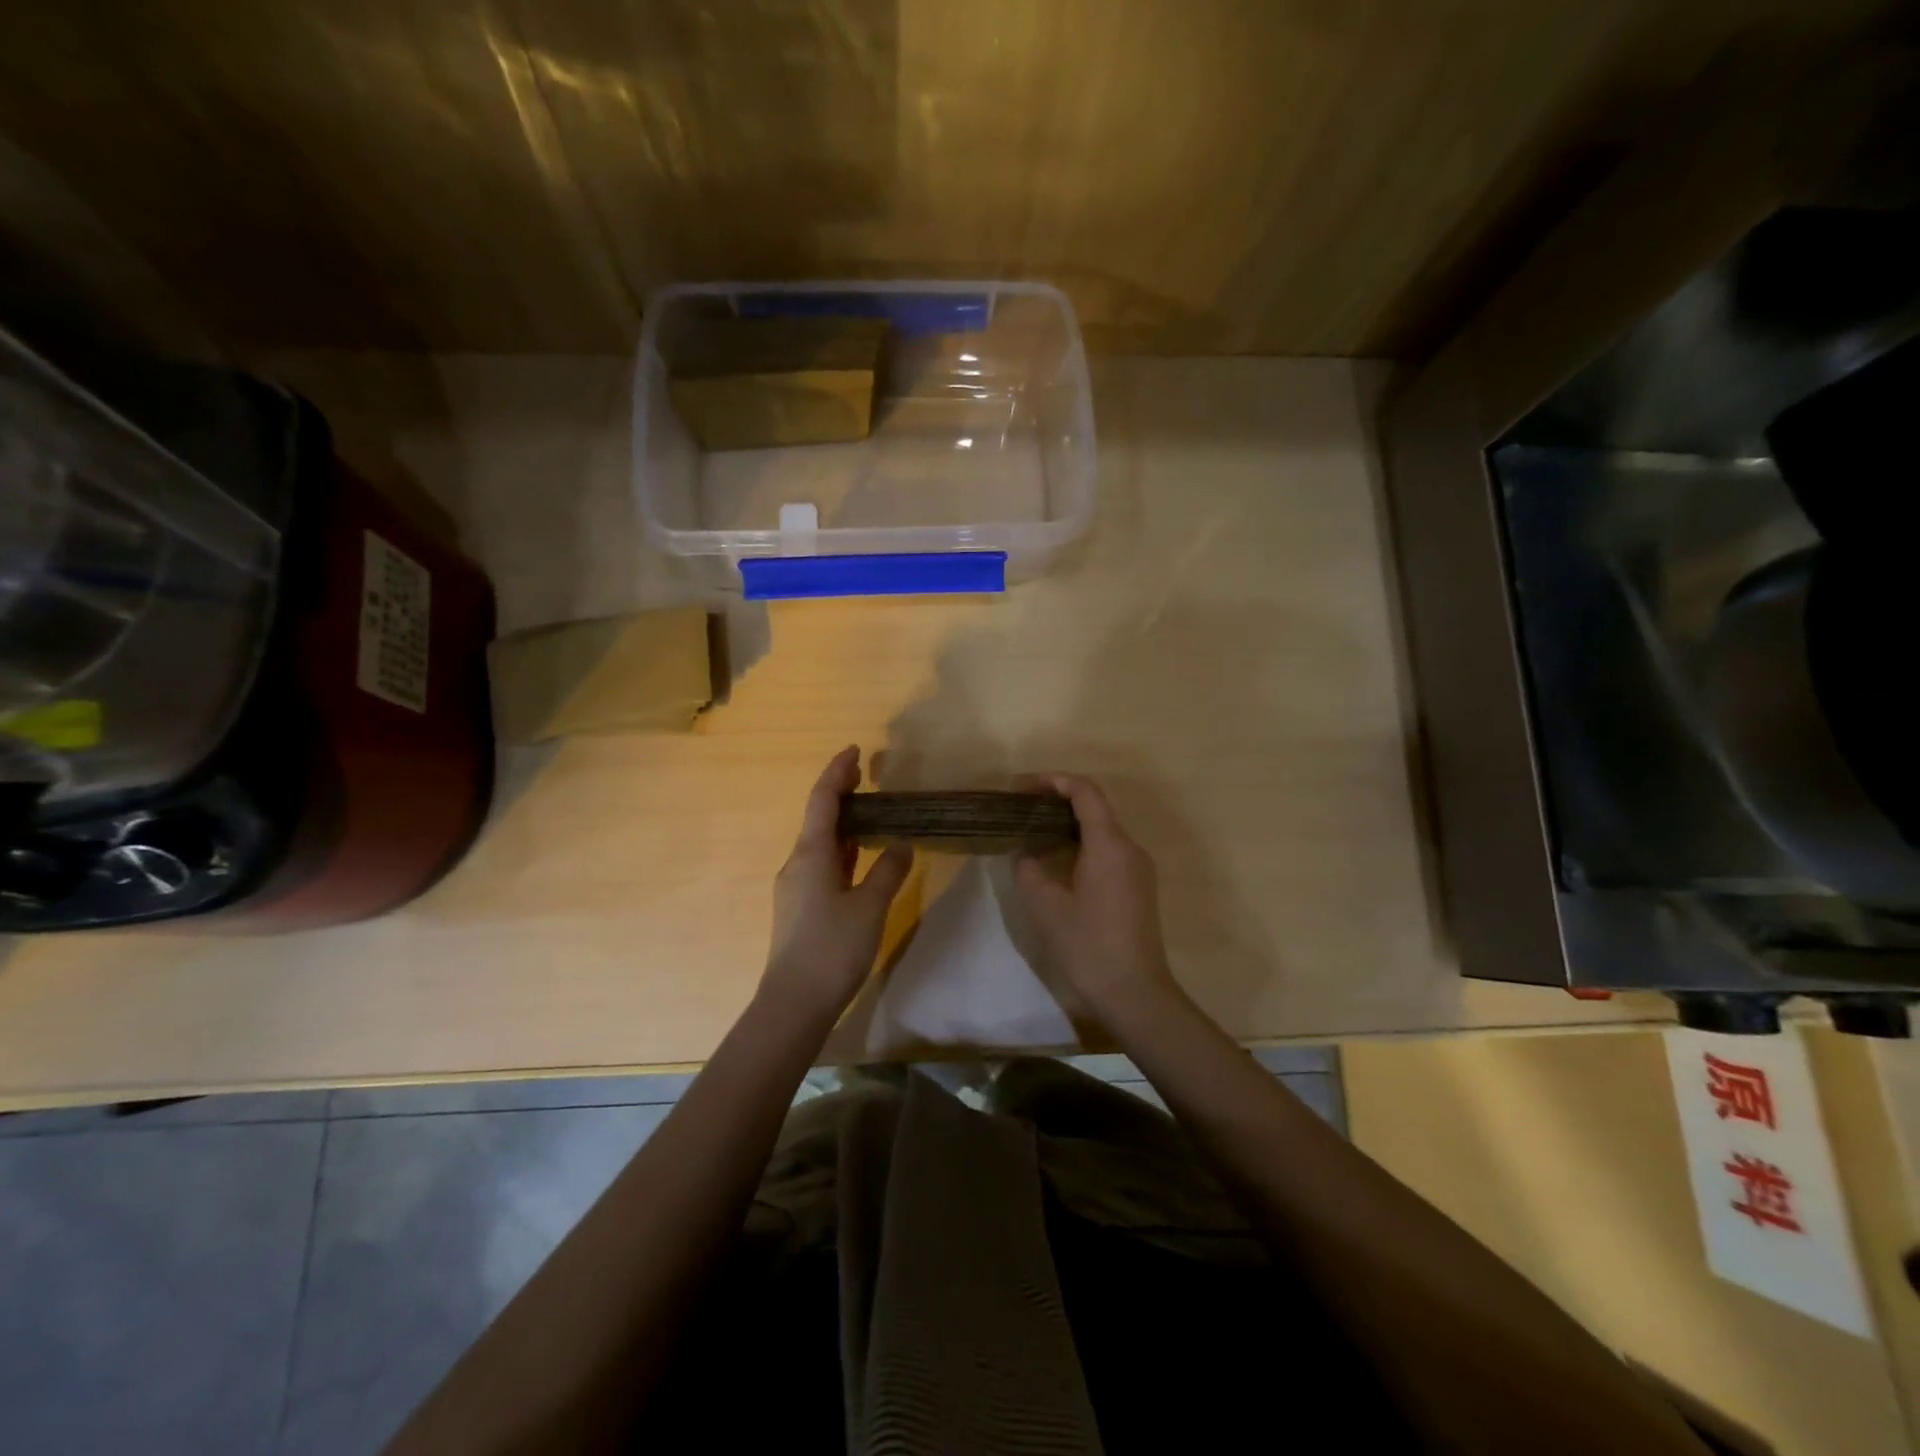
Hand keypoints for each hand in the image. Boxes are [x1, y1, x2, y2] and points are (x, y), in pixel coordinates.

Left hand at [760, 747, 913, 1022]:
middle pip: (818, 818)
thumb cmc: (832, 948)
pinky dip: (841, 850)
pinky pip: (821, 864)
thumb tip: (902, 844)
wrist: (794, 1003)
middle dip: (841, 794)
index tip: (855, 750)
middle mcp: (797, 863)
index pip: (823, 800)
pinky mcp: (799, 907)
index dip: (838, 772)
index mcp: (811, 854)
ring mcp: (795, 886)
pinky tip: (859, 857)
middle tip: (867, 776)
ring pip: (820, 843)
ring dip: (842, 823)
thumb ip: (888, 871)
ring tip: (870, 811)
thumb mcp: (870, 907)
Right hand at [1012, 774, 1180, 1021]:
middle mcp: (1130, 848)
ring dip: (1070, 826)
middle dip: (1058, 802)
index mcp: (1109, 845)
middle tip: (1023, 811)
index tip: (1024, 787)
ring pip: (1103, 831)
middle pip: (1095, 808)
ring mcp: (1139, 868)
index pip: (1085, 792)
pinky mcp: (1139, 886)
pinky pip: (1110, 851)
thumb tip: (1025, 851)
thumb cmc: (1088, 946)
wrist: (1135, 993)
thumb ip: (1029, 869)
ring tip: (1035, 834)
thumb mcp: (1046, 906)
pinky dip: (1083, 845)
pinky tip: (1059, 863)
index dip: (1055, 781)